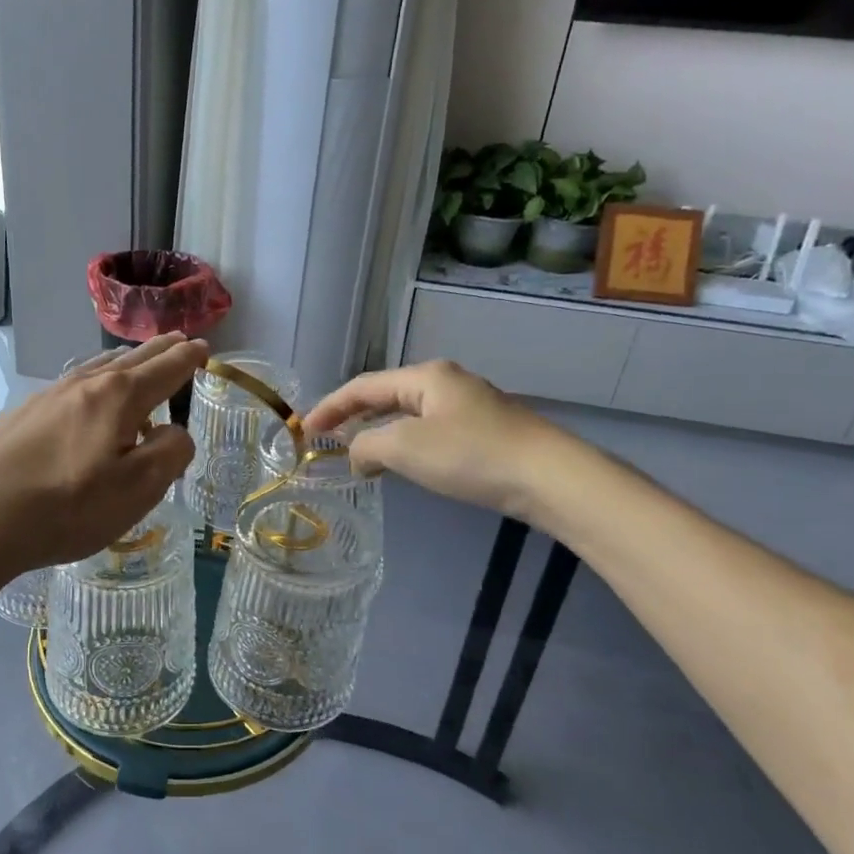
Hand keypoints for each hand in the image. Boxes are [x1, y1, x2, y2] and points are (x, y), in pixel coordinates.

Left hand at [0, 335, 205, 581]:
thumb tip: (175, 431)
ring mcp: (48, 395)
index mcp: (119, 397)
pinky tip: (87, 397)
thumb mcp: (136, 490)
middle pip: (131, 359)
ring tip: (138, 362)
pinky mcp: (22, 413)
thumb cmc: (65, 507)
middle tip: (179, 342)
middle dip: (160, 350)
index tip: (203, 350)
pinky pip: (73, 384)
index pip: (165, 368)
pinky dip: (95, 381)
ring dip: (126, 361)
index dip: (188, 358)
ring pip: (98, 367)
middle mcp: (84, 384)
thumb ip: (168, 454)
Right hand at [303, 360, 572, 517]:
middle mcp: (446, 382)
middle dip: (353, 416)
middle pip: (386, 395)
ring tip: (357, 453)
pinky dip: (406, 444)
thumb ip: (368, 446)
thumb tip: (356, 455)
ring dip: (379, 432)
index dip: (330, 406)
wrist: (548, 478)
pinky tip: (403, 462)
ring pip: (409, 414)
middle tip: (326, 438)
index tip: (305, 428)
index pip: (363, 386)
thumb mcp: (406, 448)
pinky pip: (430, 431)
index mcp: (425, 376)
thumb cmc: (470, 455)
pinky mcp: (485, 431)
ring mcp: (469, 405)